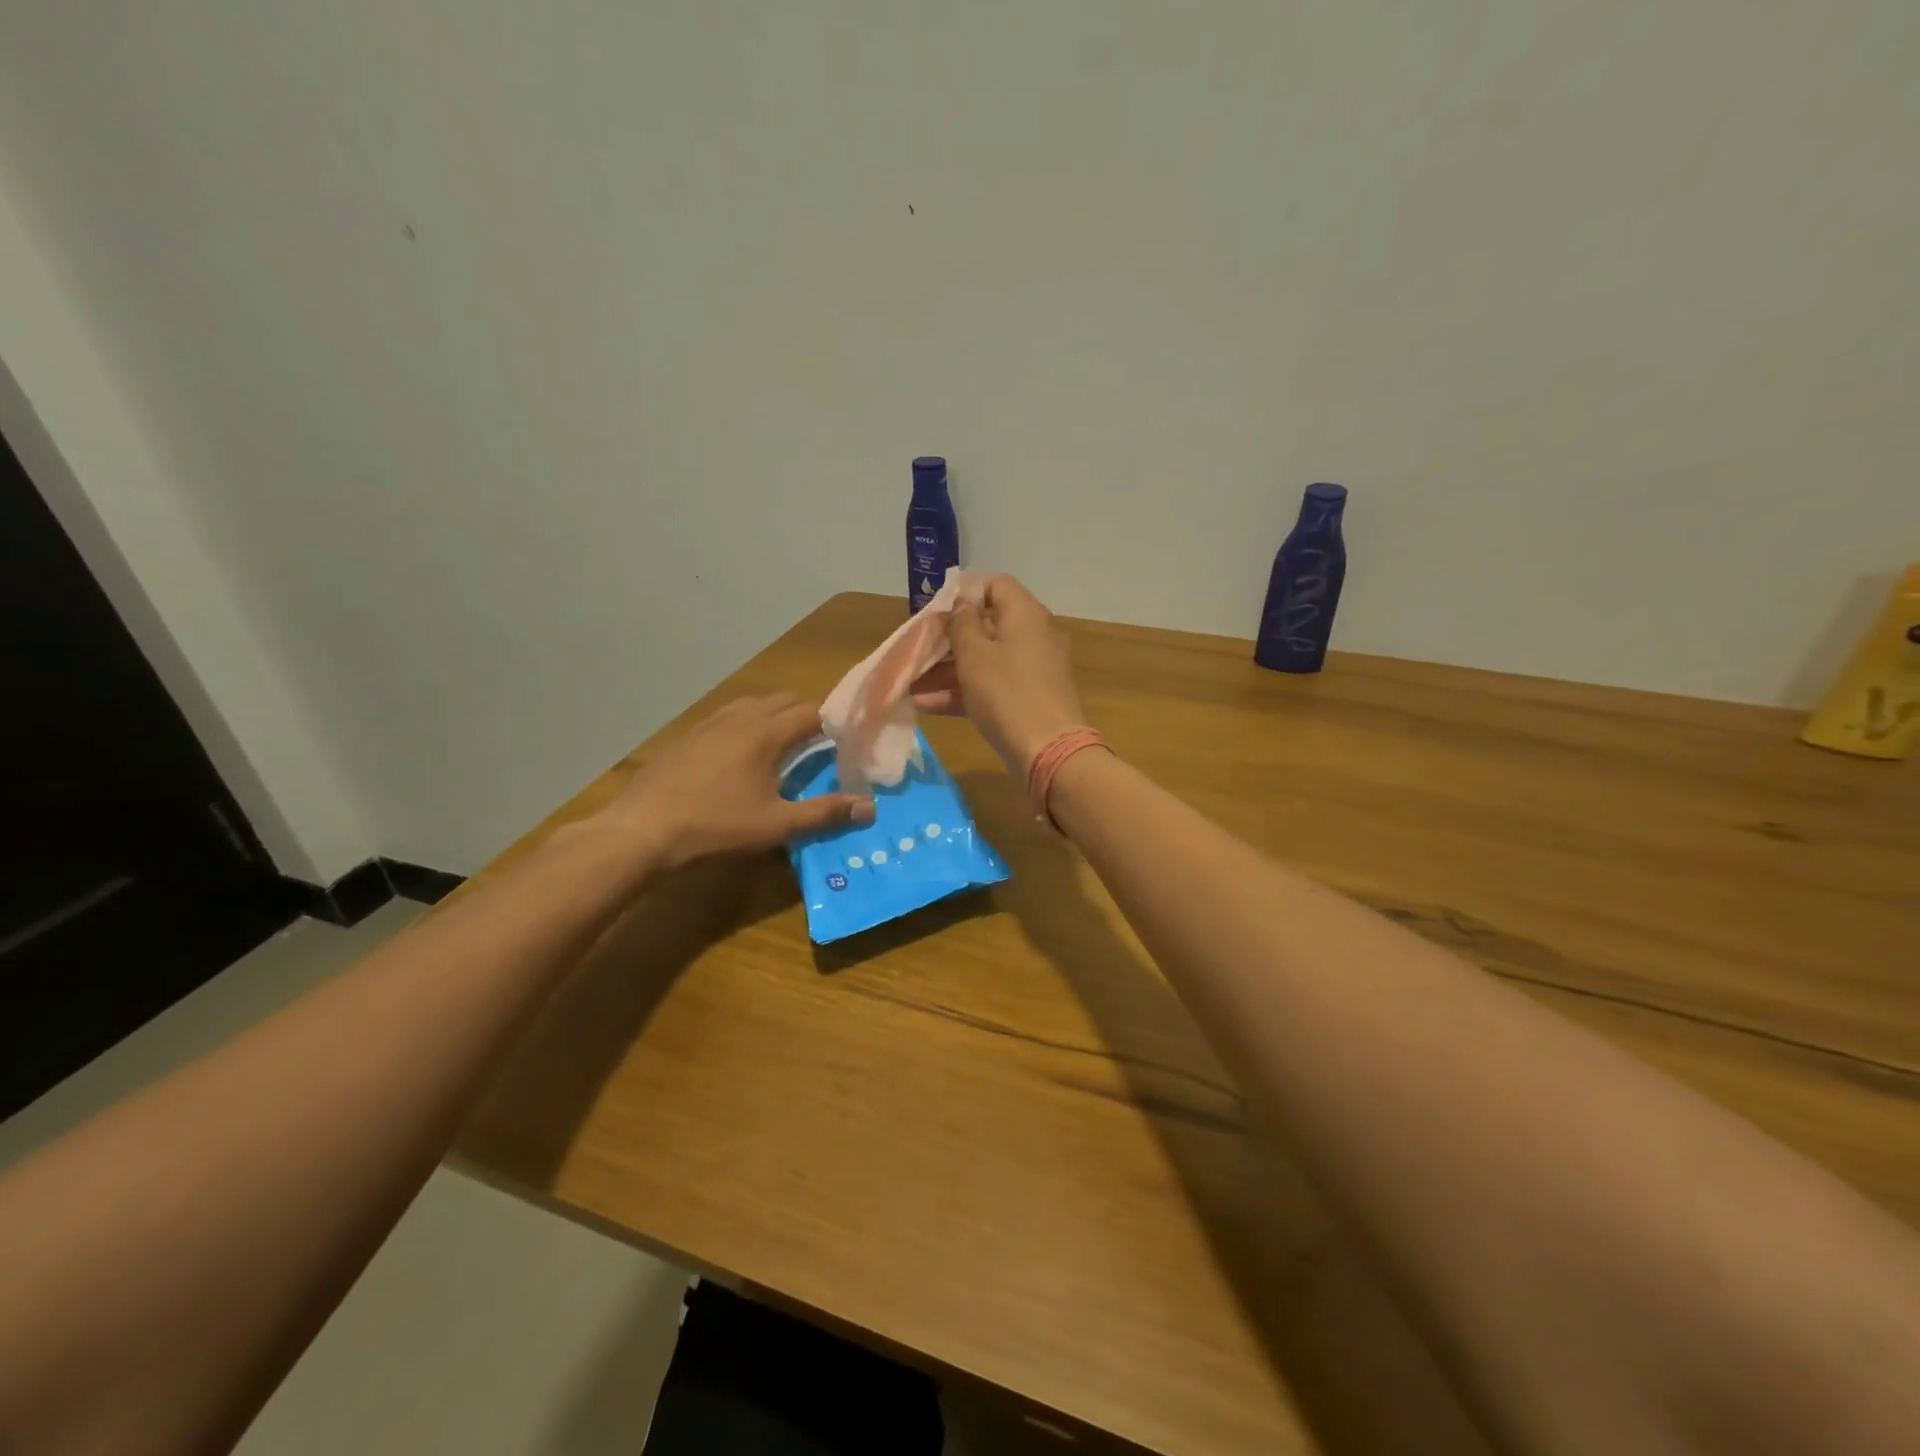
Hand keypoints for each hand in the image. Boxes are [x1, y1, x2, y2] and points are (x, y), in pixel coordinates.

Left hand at [594, 695, 873, 870]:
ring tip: (785, 744)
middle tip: (822, 744)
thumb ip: (825, 813)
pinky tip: (742, 752)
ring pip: (755, 703)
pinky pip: (730, 715)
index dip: (834, 721)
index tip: (848, 739)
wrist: (644, 828)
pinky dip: (748, 722)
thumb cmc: (716, 826)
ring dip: (776, 715)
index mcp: (766, 733)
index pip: (812, 712)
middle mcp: (741, 717)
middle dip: (808, 715)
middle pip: (784, 700)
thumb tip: (869, 807)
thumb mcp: (776, 825)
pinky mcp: (689, 734)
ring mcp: (710, 722)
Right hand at [914, 575, 1088, 775]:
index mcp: (1025, 615)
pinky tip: (926, 705)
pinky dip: (963, 691)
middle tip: (917, 649)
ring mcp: (1032, 669)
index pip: (995, 585)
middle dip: (948, 638)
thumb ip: (961, 623)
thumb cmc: (1007, 694)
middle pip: (987, 624)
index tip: (935, 611)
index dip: (964, 593)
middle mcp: (1033, 635)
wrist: (1048, 752)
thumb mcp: (974, 654)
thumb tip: (962, 603)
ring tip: (911, 683)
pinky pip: (992, 685)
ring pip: (986, 659)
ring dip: (948, 669)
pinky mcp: (1028, 698)